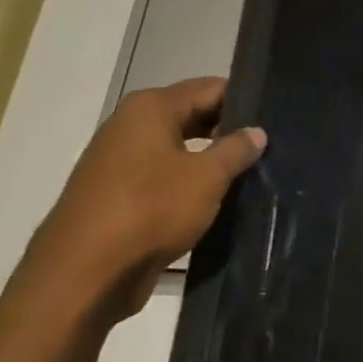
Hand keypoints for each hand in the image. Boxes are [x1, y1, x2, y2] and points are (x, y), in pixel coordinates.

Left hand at [16, 77, 265, 327]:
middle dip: (230, 130)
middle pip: (193, 116)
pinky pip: (165, 178)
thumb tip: (256, 132)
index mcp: (150, 109)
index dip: (245, 99)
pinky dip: (191, 184)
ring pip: (180, 149)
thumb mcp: (207, 177)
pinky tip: (221, 199)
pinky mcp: (119, 196)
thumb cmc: (150, 210)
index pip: (210, 88)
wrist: (85, 274)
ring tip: (254, 172)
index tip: (277, 116)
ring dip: (212, 160)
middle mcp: (130, 126)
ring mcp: (121, 162)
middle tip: (273, 145)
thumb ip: (236, 150)